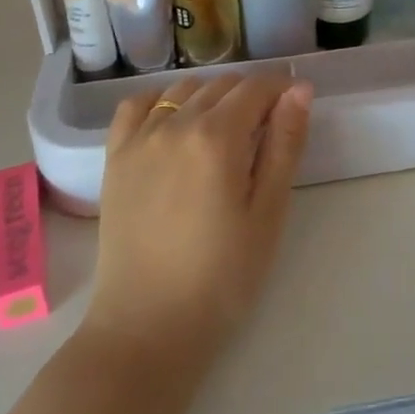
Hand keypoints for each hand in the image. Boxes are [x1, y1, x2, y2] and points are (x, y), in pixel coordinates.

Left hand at [85, 73, 312, 378]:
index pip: (257, 88)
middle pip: (223, 85)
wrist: (147, 328)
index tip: (295, 108)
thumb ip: (284, 144)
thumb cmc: (222, 277)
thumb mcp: (268, 213)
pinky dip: (161, 101)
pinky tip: (175, 122)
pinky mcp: (115, 157)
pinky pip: (137, 105)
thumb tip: (299, 89)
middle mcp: (175, 124)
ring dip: (212, 97)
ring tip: (225, 131)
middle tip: (266, 130)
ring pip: (184, 90)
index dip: (282, 90)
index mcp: (217, 137)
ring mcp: (140, 138)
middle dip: (251, 95)